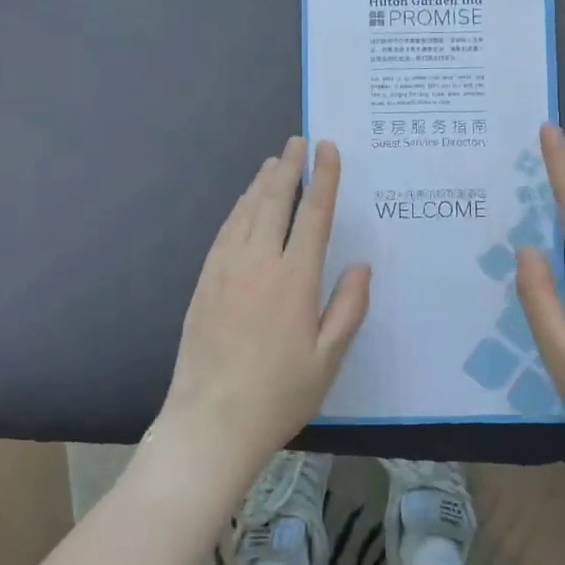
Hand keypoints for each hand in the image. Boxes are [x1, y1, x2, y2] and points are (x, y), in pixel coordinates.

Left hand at [156, 137, 370, 482]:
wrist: (211, 423)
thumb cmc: (279, 395)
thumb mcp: (328, 358)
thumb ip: (348, 308)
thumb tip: (360, 265)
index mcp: (294, 279)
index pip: (314, 214)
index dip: (323, 178)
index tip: (327, 148)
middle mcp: (258, 263)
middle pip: (275, 201)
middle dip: (288, 167)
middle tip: (297, 141)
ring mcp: (225, 270)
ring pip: (245, 211)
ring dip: (261, 183)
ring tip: (273, 163)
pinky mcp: (204, 283)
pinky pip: (224, 232)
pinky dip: (238, 209)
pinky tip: (243, 205)